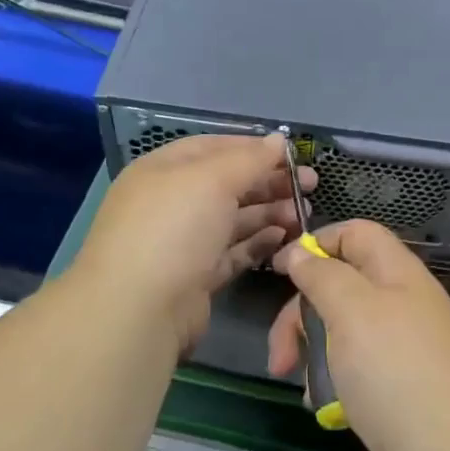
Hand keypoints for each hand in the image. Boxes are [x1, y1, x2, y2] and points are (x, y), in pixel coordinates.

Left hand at [71, 134, 316, 355]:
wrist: (139, 310)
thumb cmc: (174, 228)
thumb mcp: (213, 179)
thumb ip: (250, 159)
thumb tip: (280, 140)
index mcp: (164, 170)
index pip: (215, 147)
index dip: (254, 147)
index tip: (293, 154)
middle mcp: (171, 203)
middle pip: (227, 184)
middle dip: (269, 182)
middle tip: (310, 185)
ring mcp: (182, 242)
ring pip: (233, 219)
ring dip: (269, 213)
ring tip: (304, 214)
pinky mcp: (196, 277)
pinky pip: (233, 252)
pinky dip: (258, 243)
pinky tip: (284, 238)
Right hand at [268, 220, 449, 450]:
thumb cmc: (394, 371)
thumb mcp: (352, 311)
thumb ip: (323, 276)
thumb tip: (302, 252)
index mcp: (398, 273)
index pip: (356, 234)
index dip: (317, 244)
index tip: (281, 270)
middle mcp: (401, 302)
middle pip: (340, 285)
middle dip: (302, 315)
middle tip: (280, 354)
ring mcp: (400, 345)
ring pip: (340, 330)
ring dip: (313, 352)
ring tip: (303, 386)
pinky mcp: (394, 384)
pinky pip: (352, 367)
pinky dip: (332, 381)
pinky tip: (323, 406)